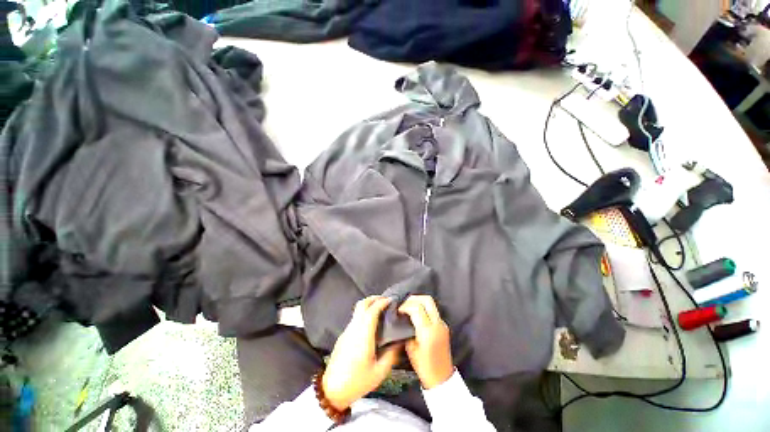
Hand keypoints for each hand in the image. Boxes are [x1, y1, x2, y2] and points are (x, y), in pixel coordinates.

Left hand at [323, 296, 401, 410]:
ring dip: (369, 305)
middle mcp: (354, 328)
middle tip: (386, 300)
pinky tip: (371, 323)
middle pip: (362, 304)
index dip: (382, 302)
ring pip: (357, 310)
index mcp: (363, 335)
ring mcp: (347, 331)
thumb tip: (399, 341)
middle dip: (374, 298)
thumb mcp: (380, 371)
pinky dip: (364, 313)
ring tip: (380, 310)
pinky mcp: (343, 335)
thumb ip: (391, 354)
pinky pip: (355, 318)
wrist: (332, 390)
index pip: (372, 310)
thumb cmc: (357, 381)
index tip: (391, 300)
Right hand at [398, 295, 453, 388]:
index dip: (405, 306)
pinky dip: (424, 307)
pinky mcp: (444, 325)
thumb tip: (402, 317)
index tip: (398, 309)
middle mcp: (437, 324)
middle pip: (427, 300)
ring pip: (431, 303)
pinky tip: (416, 313)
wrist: (441, 377)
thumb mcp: (410, 348)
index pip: (417, 308)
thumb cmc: (423, 366)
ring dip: (419, 301)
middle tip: (404, 304)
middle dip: (414, 298)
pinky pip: (433, 310)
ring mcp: (442, 323)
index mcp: (427, 331)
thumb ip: (407, 330)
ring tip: (408, 306)